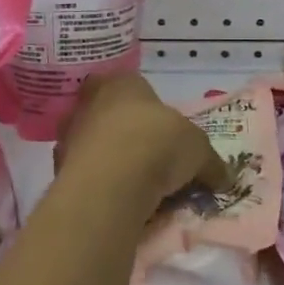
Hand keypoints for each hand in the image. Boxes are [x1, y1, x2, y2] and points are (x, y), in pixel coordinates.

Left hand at [53, 73, 228, 216]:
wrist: (112, 181)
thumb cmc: (158, 144)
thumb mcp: (199, 150)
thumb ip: (209, 162)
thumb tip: (224, 177)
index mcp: (123, 82)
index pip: (132, 85)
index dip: (147, 107)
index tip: (162, 131)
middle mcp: (89, 101)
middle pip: (109, 114)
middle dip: (125, 133)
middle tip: (150, 159)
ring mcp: (69, 135)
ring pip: (93, 145)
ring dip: (110, 161)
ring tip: (137, 188)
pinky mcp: (58, 169)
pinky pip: (85, 175)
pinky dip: (99, 186)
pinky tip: (119, 202)